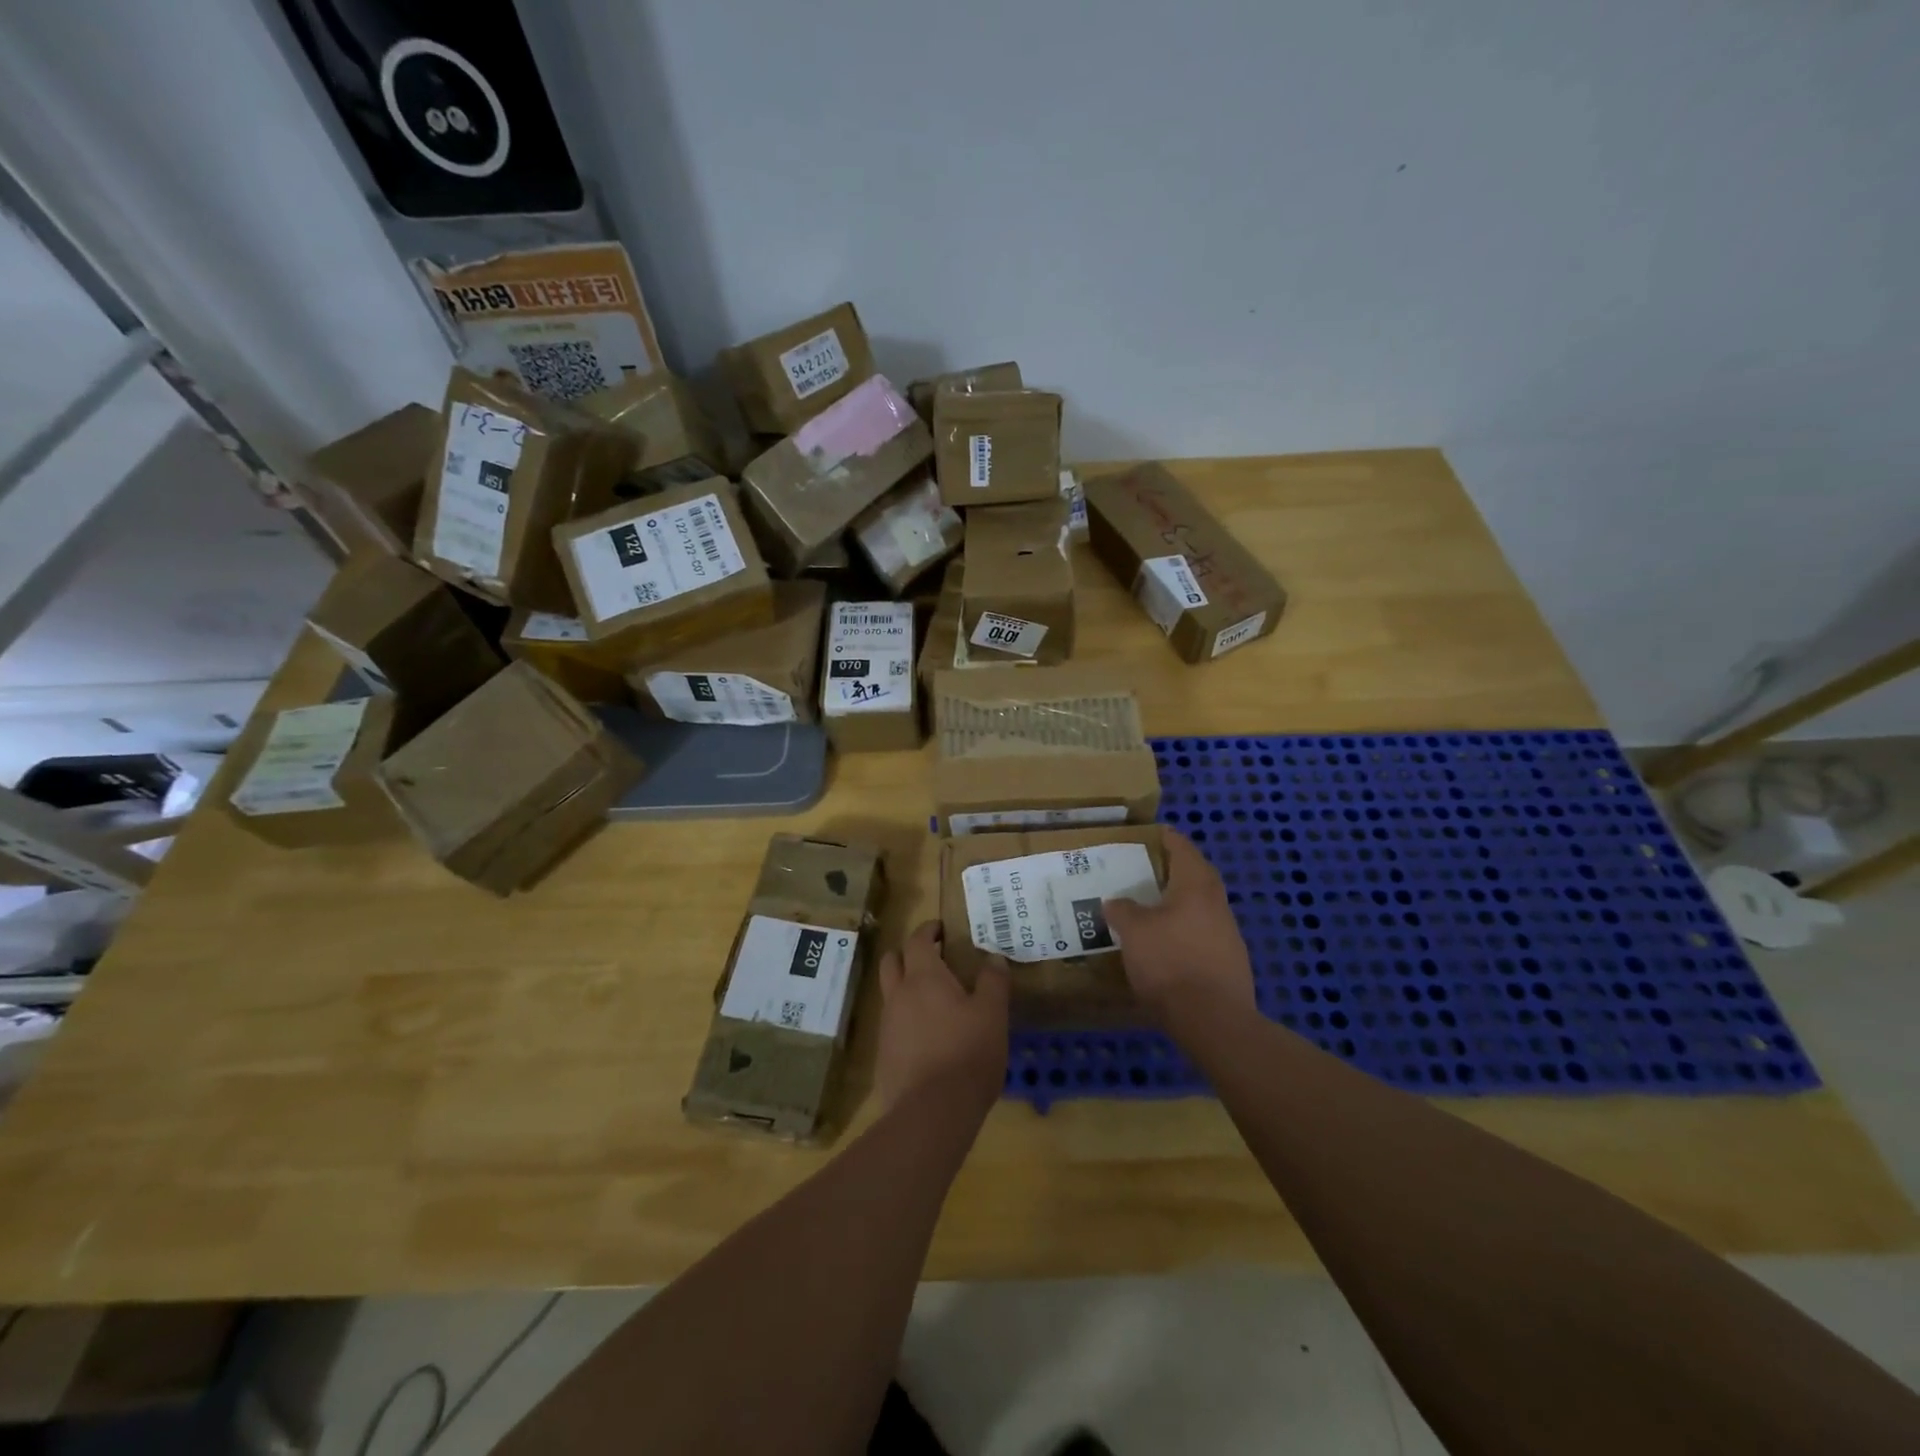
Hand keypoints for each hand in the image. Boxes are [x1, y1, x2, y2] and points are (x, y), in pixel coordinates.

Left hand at [875, 921, 1009, 1113]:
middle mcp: (898, 995)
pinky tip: (926, 1040)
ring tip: (933, 1002)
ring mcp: (886, 1027)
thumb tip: (993, 957)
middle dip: (907, 954)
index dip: (928, 930)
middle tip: (931, 959)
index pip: (917, 940)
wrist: (931, 1112)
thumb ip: (993, 982)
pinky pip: (892, 1027)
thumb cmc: (967, 1053)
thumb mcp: (992, 1014)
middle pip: (892, 962)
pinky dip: (905, 1022)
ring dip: (905, 989)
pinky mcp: (883, 1056)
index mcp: (924, 978)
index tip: (940, 929)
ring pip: (890, 995)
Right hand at [1104, 829, 1255, 1020]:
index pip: (1183, 849)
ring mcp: (1229, 934)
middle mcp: (1217, 904)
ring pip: (1203, 907)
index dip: (1168, 838)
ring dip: (1182, 903)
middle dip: (1176, 870)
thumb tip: (1116, 902)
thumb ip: (1123, 911)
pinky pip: (1205, 933)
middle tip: (1149, 869)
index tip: (1153, 833)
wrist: (1213, 1019)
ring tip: (1153, 908)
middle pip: (1198, 876)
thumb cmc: (1169, 962)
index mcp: (1195, 886)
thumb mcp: (1134, 932)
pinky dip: (1187, 930)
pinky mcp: (1231, 962)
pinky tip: (1169, 945)